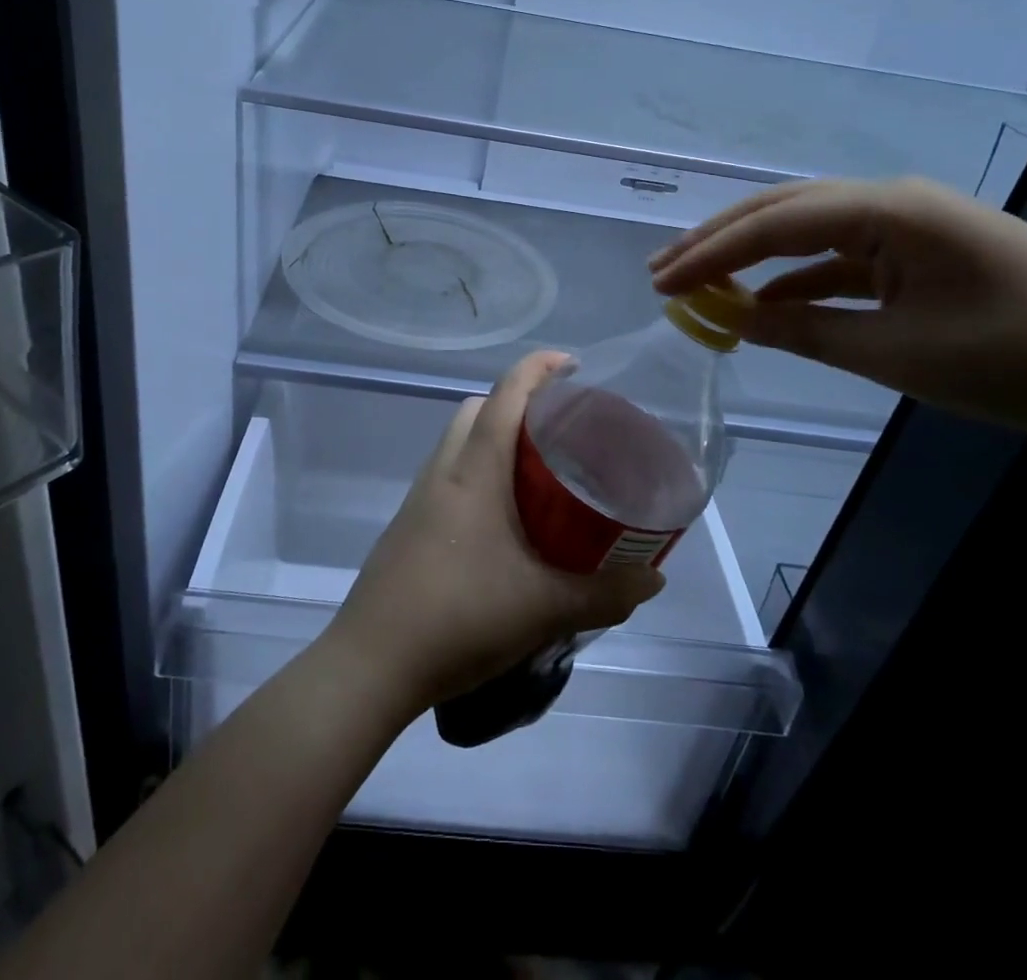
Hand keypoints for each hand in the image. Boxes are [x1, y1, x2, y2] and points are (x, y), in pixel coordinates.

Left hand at [323, 352, 664, 715]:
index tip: (571, 364)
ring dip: (492, 438)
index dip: (537, 368)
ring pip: (457, 441)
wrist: (373, 663)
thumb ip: (605, 593)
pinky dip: (475, 472)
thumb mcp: (545, 608)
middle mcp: (443, 471)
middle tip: (558, 428)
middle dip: (515, 402)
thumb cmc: (461, 617)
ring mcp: (420, 497)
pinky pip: (447, 475)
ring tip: (535, 472)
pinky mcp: (408, 525)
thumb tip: (653, 577)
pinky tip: (501, 518)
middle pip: (477, 409)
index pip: (505, 395)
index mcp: (475, 471)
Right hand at [650, 177, 1026, 452]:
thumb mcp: (896, 354)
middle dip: (718, 242)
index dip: (710, 254)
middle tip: (662, 272)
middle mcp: (893, 202)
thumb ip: (806, 332)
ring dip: (752, 257)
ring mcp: (909, 225)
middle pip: (783, 211)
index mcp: (888, 210)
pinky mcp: (921, 253)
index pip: (774, 224)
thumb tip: (736, 320)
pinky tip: (764, 303)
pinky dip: (797, 280)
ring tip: (696, 281)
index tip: (661, 283)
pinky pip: (841, 258)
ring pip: (807, 231)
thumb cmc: (1017, 360)